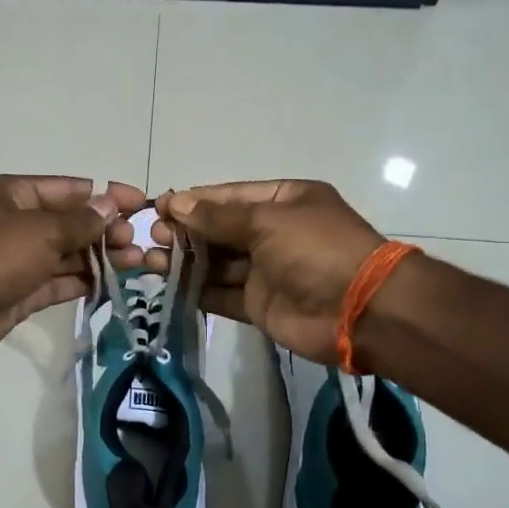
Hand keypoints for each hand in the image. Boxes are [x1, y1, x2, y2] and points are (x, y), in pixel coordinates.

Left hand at [0, 175, 145, 359]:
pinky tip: (112, 283)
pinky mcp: (20, 294)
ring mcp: (18, 261)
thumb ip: (79, 222)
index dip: (105, 194)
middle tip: (137, 241)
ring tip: (137, 262)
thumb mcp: (40, 230)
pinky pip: (58, 283)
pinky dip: (83, 282)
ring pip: (67, 255)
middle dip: (105, 230)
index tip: (140, 203)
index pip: (69, 189)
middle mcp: (16, 225)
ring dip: (100, 257)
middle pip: (70, 223)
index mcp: (14, 195)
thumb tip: (110, 205)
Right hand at [150, 180, 385, 364]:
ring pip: (217, 263)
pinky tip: (168, 286)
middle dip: (186, 232)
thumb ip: (218, 217)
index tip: (158, 208)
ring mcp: (266, 270)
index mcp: (283, 201)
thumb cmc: (316, 249)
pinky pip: (222, 294)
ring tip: (149, 261)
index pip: (229, 197)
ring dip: (185, 262)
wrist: (359, 310)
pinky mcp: (259, 304)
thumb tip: (174, 204)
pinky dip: (197, 291)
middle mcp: (273, 233)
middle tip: (151, 237)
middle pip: (220, 230)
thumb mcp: (267, 221)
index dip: (193, 201)